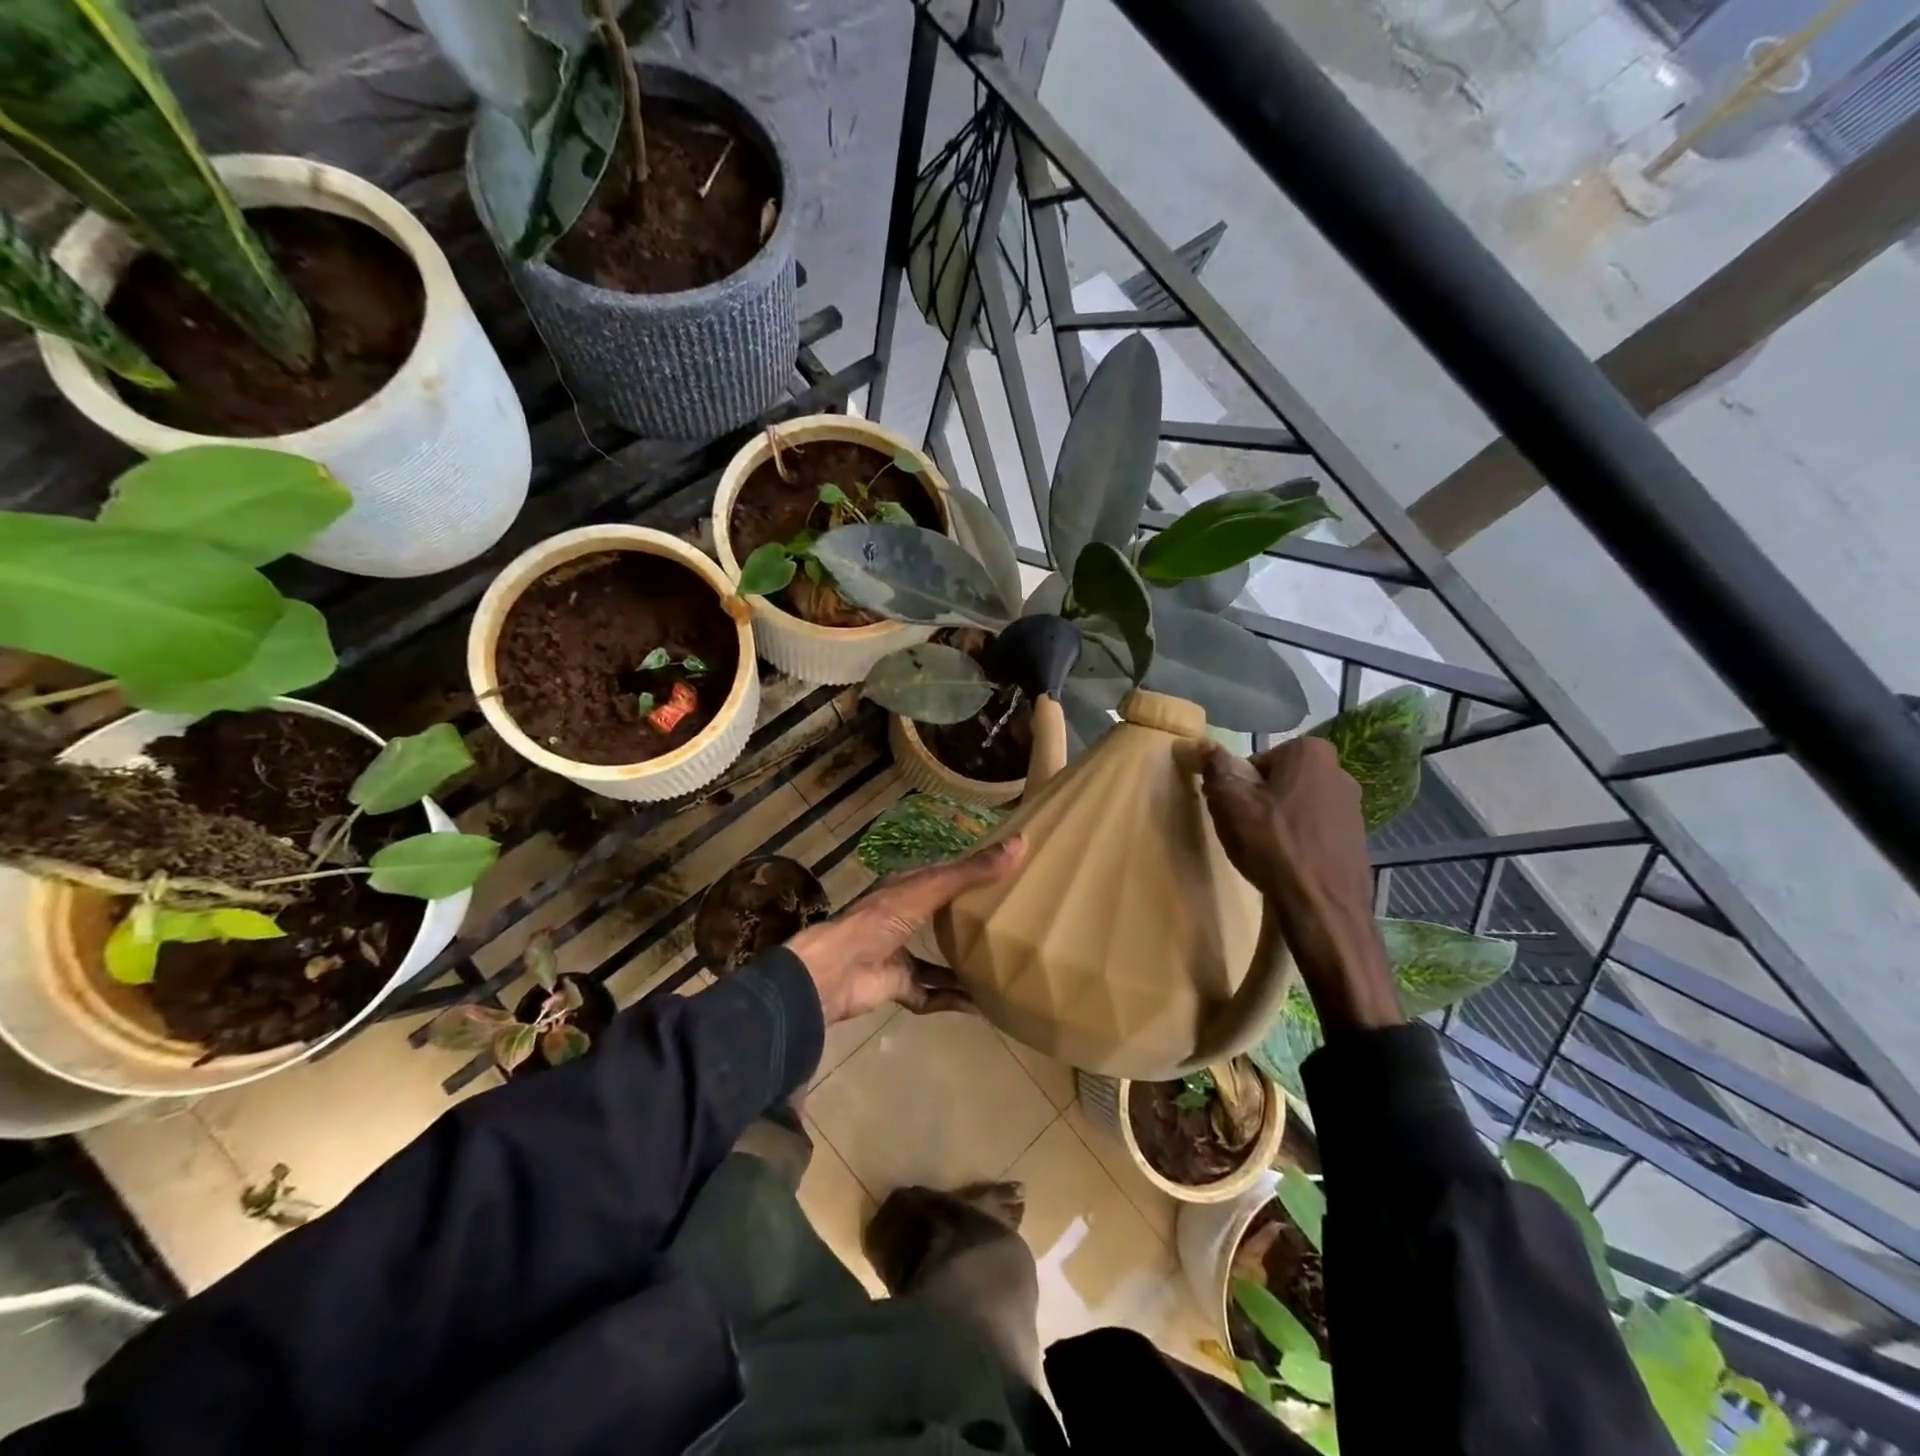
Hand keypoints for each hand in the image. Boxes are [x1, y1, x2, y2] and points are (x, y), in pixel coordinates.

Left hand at [786, 837, 1026, 1023]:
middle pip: (942, 919)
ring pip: (937, 960)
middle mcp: (903, 919)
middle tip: (1011, 926)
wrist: (837, 971)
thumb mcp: (931, 889)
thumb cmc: (882, 919)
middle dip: (969, 923)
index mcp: (907, 890)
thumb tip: (1022, 842)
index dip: (972, 875)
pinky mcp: (898, 986)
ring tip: (1000, 969)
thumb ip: (972, 871)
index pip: (944, 877)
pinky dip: (953, 999)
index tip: (1007, 876)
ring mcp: (899, 954)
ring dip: (963, 966)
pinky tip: (980, 1005)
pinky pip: (931, 994)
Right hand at [1199, 738, 1400, 1032]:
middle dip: (1259, 802)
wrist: (1322, 907)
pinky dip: (1298, 842)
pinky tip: (1286, 865)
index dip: (1238, 787)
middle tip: (1244, 831)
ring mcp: (1352, 807)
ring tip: (1265, 852)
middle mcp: (1339, 772)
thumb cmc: (1273, 845)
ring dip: (1278, 823)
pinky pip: (1314, 831)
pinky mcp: (1357, 839)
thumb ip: (1216, 766)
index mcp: (1310, 753)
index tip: (1233, 812)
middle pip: (1278, 783)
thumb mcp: (1230, 801)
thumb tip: (1204, 743)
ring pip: (1296, 807)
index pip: (1255, 762)